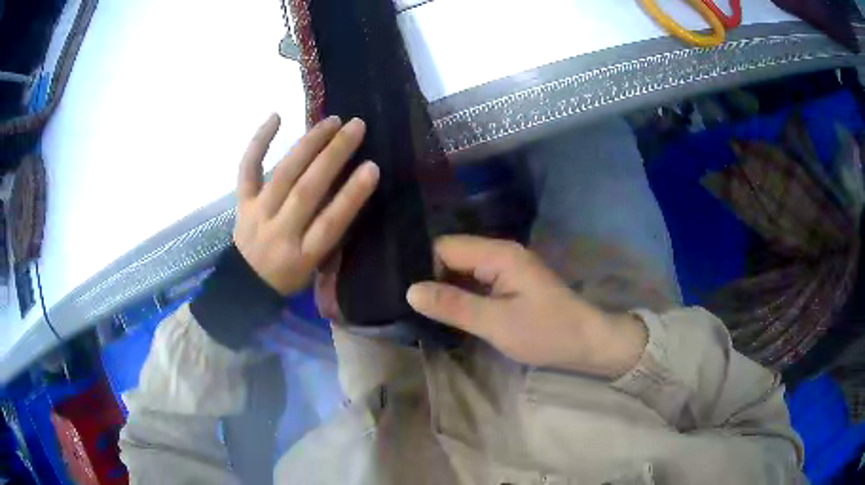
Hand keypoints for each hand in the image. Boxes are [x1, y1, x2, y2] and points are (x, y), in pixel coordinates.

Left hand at [233, 114, 378, 294]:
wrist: (245, 286)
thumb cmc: (288, 278)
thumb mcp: (315, 267)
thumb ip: (330, 234)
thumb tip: (350, 191)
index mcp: (303, 256)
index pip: (330, 224)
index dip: (351, 195)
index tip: (373, 167)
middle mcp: (279, 232)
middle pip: (306, 191)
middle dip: (333, 156)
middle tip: (357, 127)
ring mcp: (258, 214)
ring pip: (282, 174)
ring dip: (308, 144)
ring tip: (331, 121)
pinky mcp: (242, 202)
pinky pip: (248, 169)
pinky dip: (259, 142)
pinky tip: (276, 116)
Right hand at [406, 235, 647, 377]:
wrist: (587, 343)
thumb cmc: (546, 332)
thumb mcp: (497, 323)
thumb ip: (454, 305)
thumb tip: (410, 290)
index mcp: (498, 254)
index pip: (445, 247)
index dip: (421, 266)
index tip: (399, 290)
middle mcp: (500, 253)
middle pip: (452, 256)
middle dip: (429, 277)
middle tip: (403, 303)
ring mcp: (505, 269)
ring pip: (462, 270)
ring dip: (443, 288)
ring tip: (416, 308)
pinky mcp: (509, 284)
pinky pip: (475, 282)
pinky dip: (459, 295)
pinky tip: (444, 311)